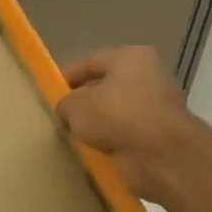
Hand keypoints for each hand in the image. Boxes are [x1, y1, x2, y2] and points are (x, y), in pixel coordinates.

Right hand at [57, 46, 198, 205]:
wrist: (161, 154)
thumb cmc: (116, 114)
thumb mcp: (74, 105)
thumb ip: (65, 104)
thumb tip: (68, 113)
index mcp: (131, 58)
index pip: (91, 61)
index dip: (68, 75)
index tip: (50, 91)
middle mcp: (149, 77)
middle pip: (106, 87)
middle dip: (84, 102)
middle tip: (62, 116)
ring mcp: (158, 107)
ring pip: (116, 113)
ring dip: (98, 125)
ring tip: (76, 137)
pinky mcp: (161, 135)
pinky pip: (127, 135)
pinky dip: (112, 142)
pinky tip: (94, 151)